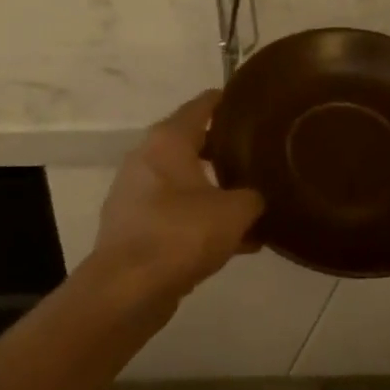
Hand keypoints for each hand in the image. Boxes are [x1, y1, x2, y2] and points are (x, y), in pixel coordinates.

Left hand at [93, 92, 263, 298]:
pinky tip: (237, 242)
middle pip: (192, 144)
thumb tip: (256, 197)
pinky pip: (177, 213)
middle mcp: (146, 159)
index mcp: (167, 141)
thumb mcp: (234, 213)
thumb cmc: (181, 235)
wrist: (128, 288)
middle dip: (226, 150)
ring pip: (185, 183)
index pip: (201, 106)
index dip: (228, 101)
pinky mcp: (135, 226)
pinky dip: (202, 220)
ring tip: (254, 203)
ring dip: (216, 191)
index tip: (253, 102)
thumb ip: (253, 197)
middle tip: (261, 155)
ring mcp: (136, 193)